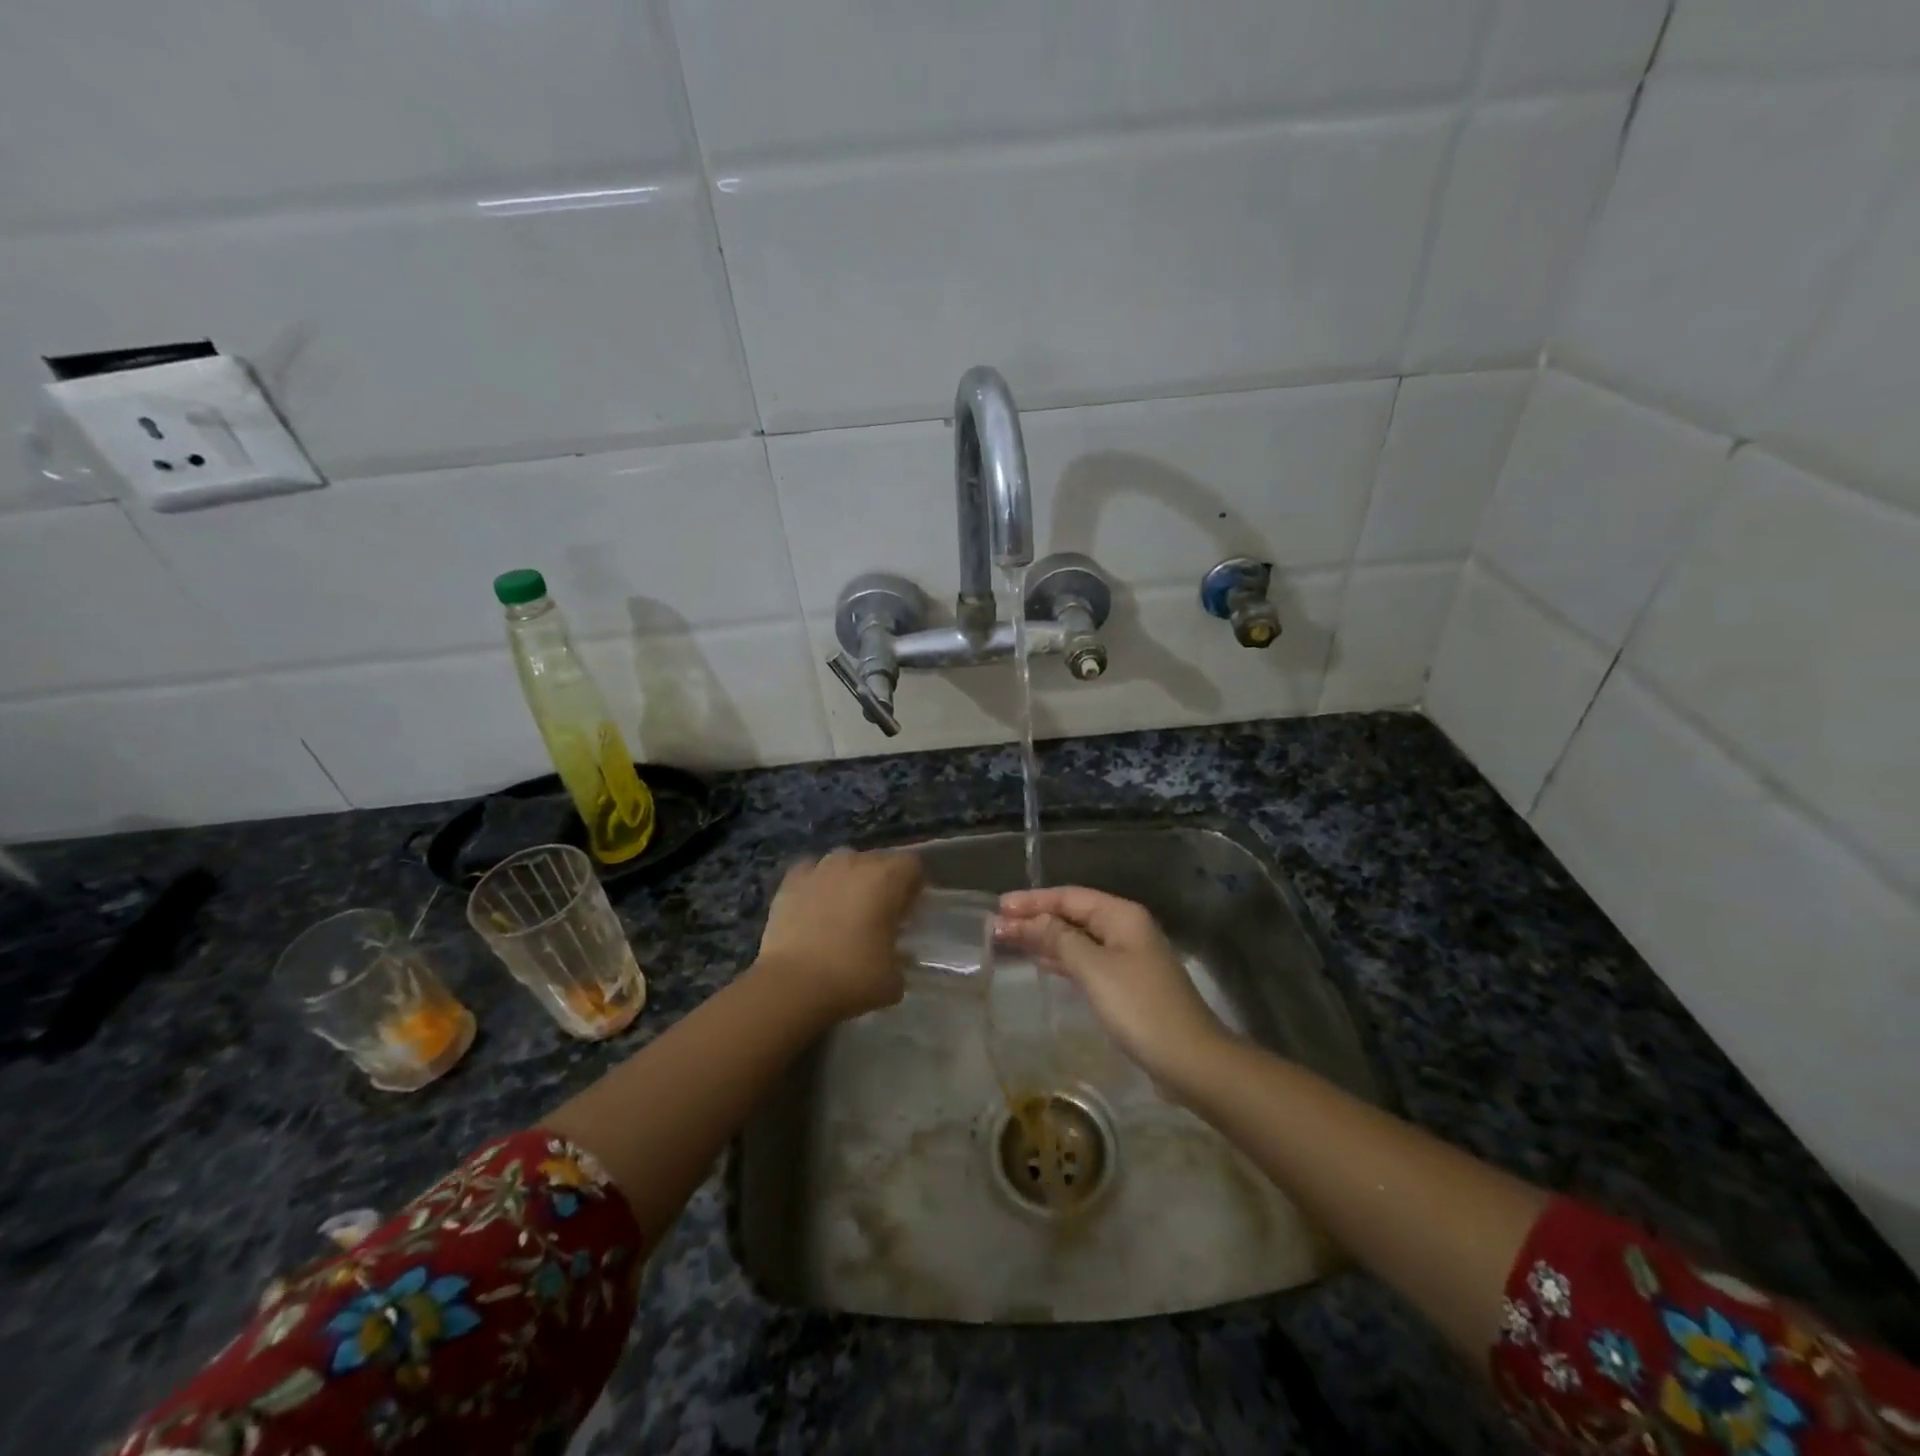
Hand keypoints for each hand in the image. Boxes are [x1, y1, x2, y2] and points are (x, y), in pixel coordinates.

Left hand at [755, 849, 923, 1022]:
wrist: (792, 985)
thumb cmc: (852, 977)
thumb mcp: (894, 978)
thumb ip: (901, 958)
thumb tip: (897, 956)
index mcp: (887, 878)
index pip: (912, 865)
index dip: (913, 886)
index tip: (908, 911)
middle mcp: (855, 862)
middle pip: (878, 860)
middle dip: (881, 882)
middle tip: (879, 914)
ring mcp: (820, 868)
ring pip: (844, 862)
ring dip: (849, 879)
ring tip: (844, 909)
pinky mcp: (791, 881)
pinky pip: (811, 872)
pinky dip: (817, 884)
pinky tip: (814, 906)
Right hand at [995, 886, 1229, 1091]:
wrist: (1190, 1061)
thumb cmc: (1140, 1008)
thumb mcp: (1094, 969)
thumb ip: (1058, 940)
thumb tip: (1028, 920)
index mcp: (1122, 916)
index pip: (1069, 897)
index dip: (1033, 901)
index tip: (999, 907)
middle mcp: (1126, 929)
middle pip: (1073, 916)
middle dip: (1035, 919)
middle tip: (996, 927)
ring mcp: (1128, 958)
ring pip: (1078, 939)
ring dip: (1045, 939)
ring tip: (1010, 942)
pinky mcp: (1126, 985)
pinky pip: (1086, 962)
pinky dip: (1062, 959)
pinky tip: (1041, 963)